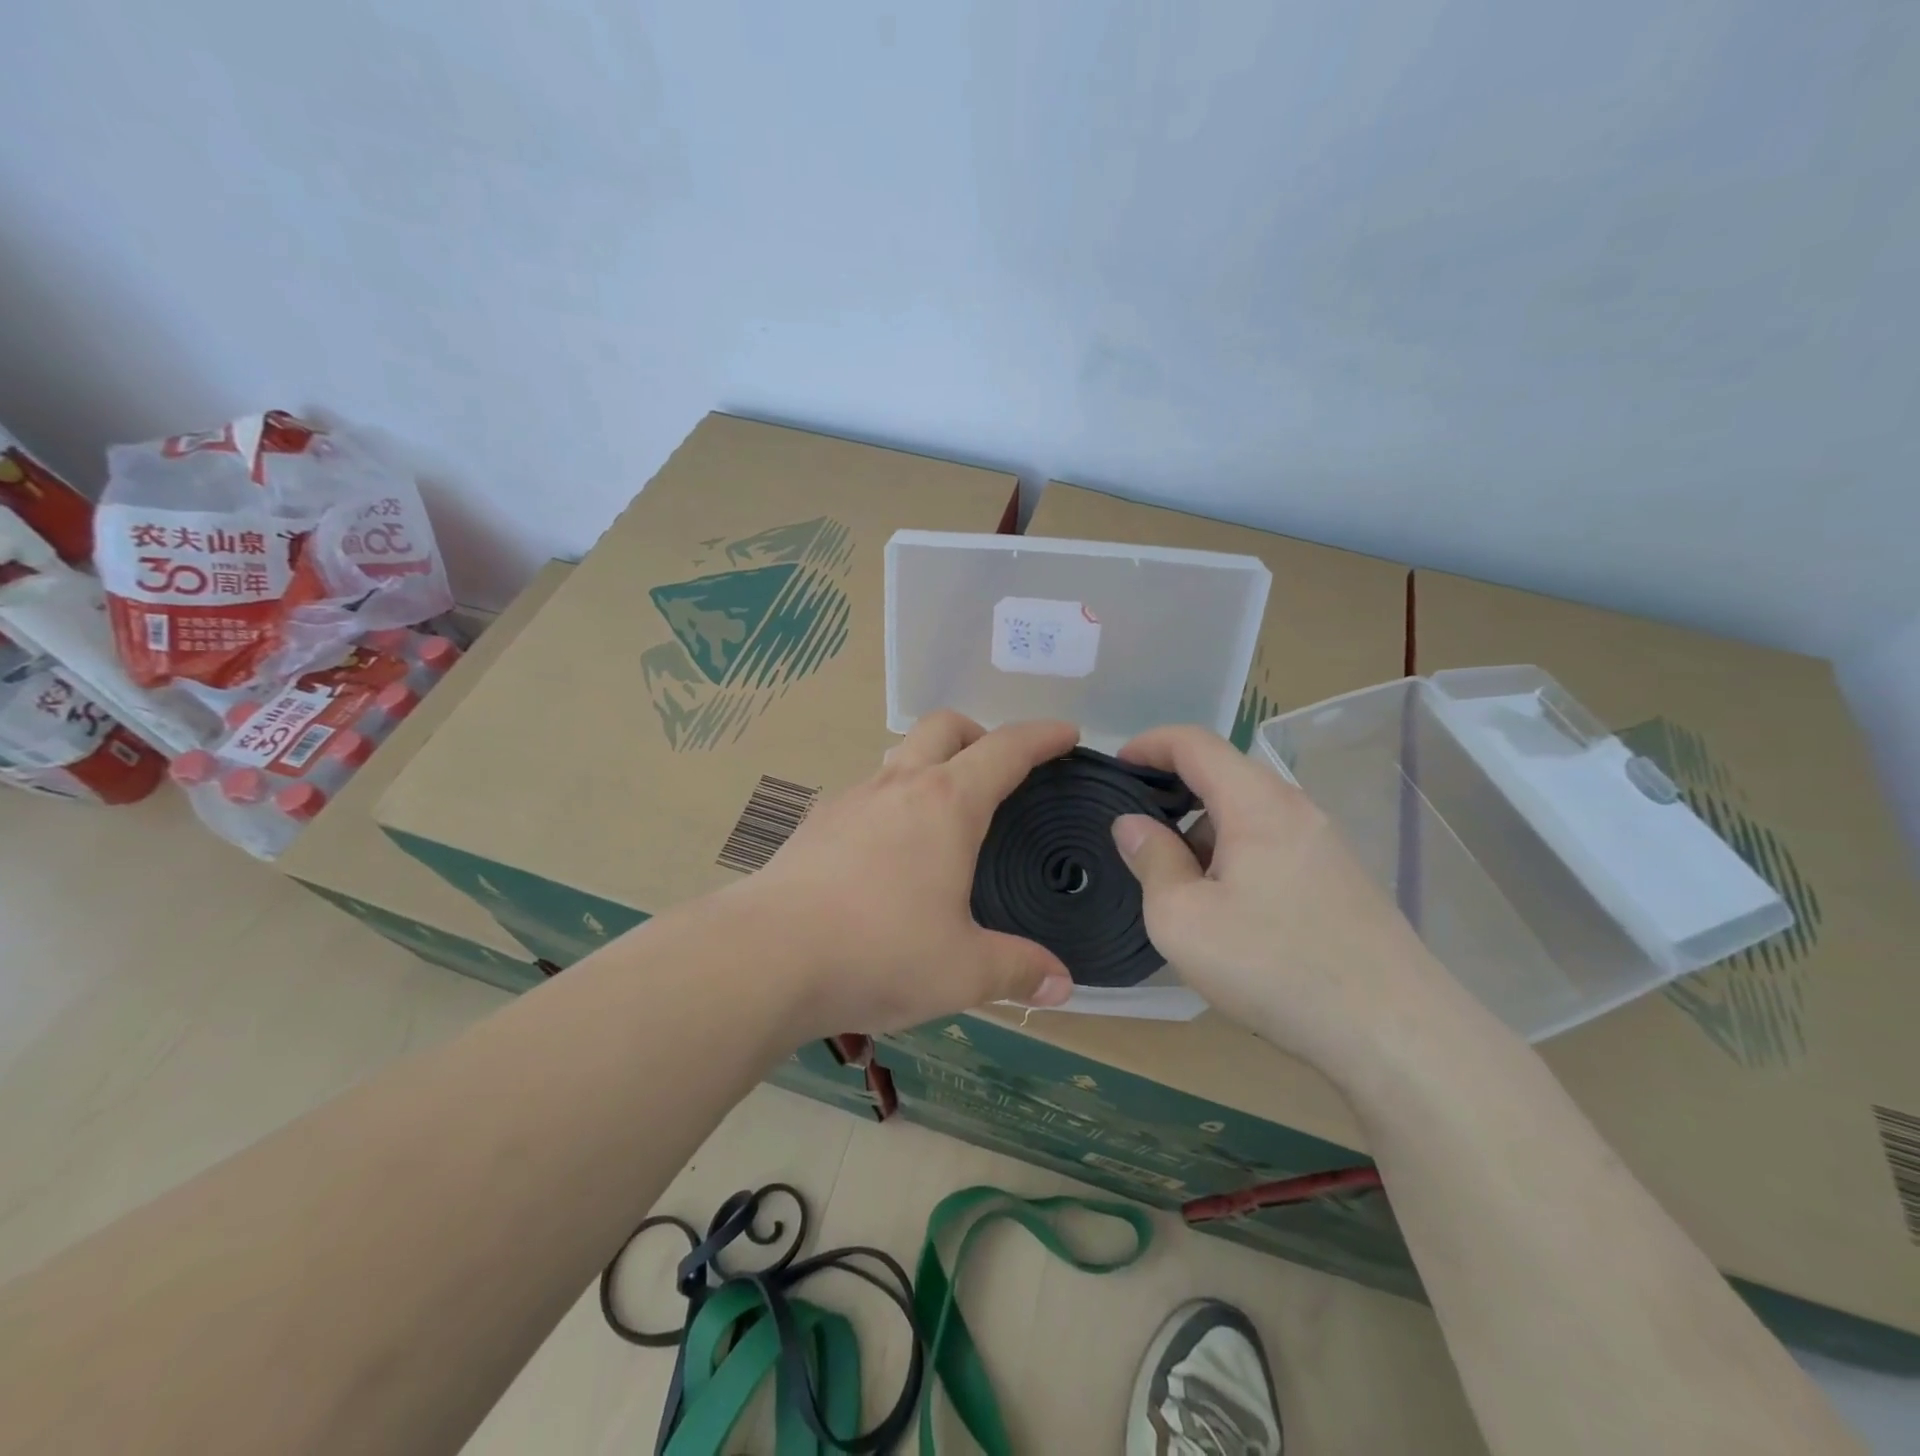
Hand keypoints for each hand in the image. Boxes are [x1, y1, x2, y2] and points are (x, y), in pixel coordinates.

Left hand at [745, 711, 1077, 1035]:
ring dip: (930, 763)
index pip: (1006, 749)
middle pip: (945, 726)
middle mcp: (898, 784)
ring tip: (944, 811)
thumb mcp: (963, 971)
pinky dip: (892, 800)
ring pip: (899, 754)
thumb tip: (1061, 985)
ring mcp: (850, 799)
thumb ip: (1018, 971)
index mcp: (946, 804)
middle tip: (998, 769)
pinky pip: (866, 792)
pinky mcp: (816, 824)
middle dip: (980, 733)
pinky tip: (889, 851)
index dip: (1042, 736)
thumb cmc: (878, 952)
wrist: (766, 957)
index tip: (1066, 734)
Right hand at [1113, 725, 1458, 1077]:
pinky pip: (1272, 843)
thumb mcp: (1182, 919)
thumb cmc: (1274, 966)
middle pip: (1224, 774)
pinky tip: (1225, 907)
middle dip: (1172, 791)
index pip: (1195, 743)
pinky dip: (1234, 854)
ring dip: (1203, 830)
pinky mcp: (1340, 878)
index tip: (1114, 766)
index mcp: (1256, 804)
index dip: (1149, 744)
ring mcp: (1325, 844)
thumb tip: (1132, 824)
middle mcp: (1296, 809)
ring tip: (1175, 880)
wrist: (1395, 1033)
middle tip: (1135, 828)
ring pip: (1248, 813)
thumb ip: (1152, 860)